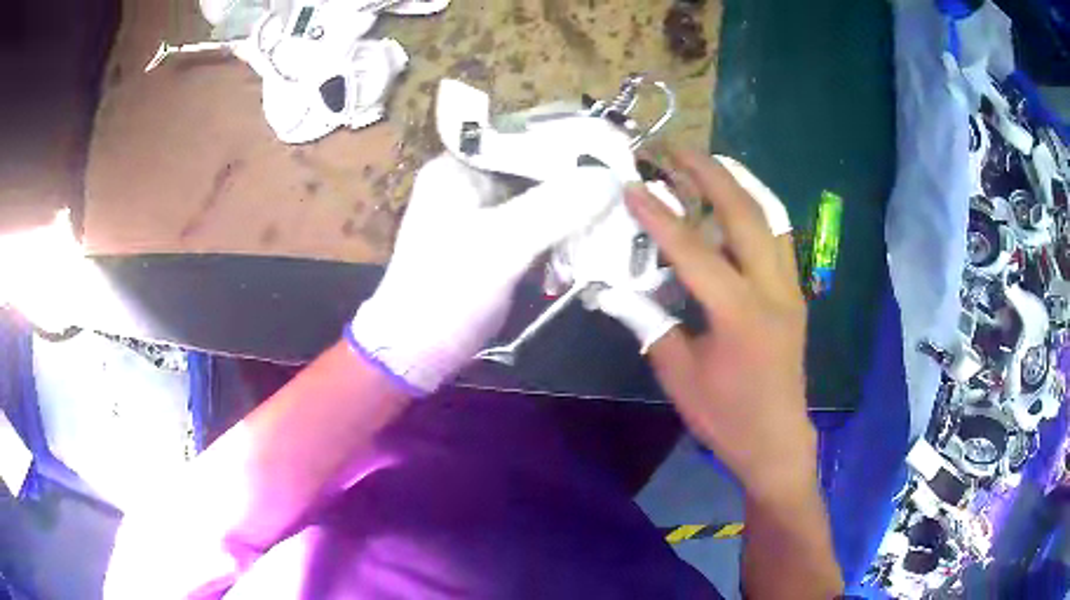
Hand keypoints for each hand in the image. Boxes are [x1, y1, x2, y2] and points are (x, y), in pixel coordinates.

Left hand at [350, 154, 621, 393]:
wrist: (416, 351)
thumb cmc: (447, 291)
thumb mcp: (502, 244)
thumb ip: (558, 206)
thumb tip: (612, 178)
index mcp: (458, 167)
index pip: (520, 136)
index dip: (566, 141)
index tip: (612, 152)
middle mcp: (468, 181)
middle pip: (532, 166)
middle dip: (575, 179)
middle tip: (621, 186)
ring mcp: (480, 213)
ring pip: (538, 196)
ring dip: (572, 208)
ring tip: (614, 214)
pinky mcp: (492, 242)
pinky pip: (535, 224)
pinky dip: (561, 232)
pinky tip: (589, 242)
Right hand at [624, 150, 814, 499]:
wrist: (777, 441)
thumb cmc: (726, 417)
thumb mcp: (680, 377)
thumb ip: (652, 325)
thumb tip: (617, 290)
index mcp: (740, 316)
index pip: (695, 252)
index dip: (660, 217)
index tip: (633, 187)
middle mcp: (772, 291)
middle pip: (745, 215)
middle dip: (711, 176)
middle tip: (680, 151)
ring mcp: (790, 289)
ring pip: (771, 218)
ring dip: (740, 184)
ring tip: (711, 164)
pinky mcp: (795, 294)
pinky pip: (779, 238)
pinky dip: (757, 210)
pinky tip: (737, 202)